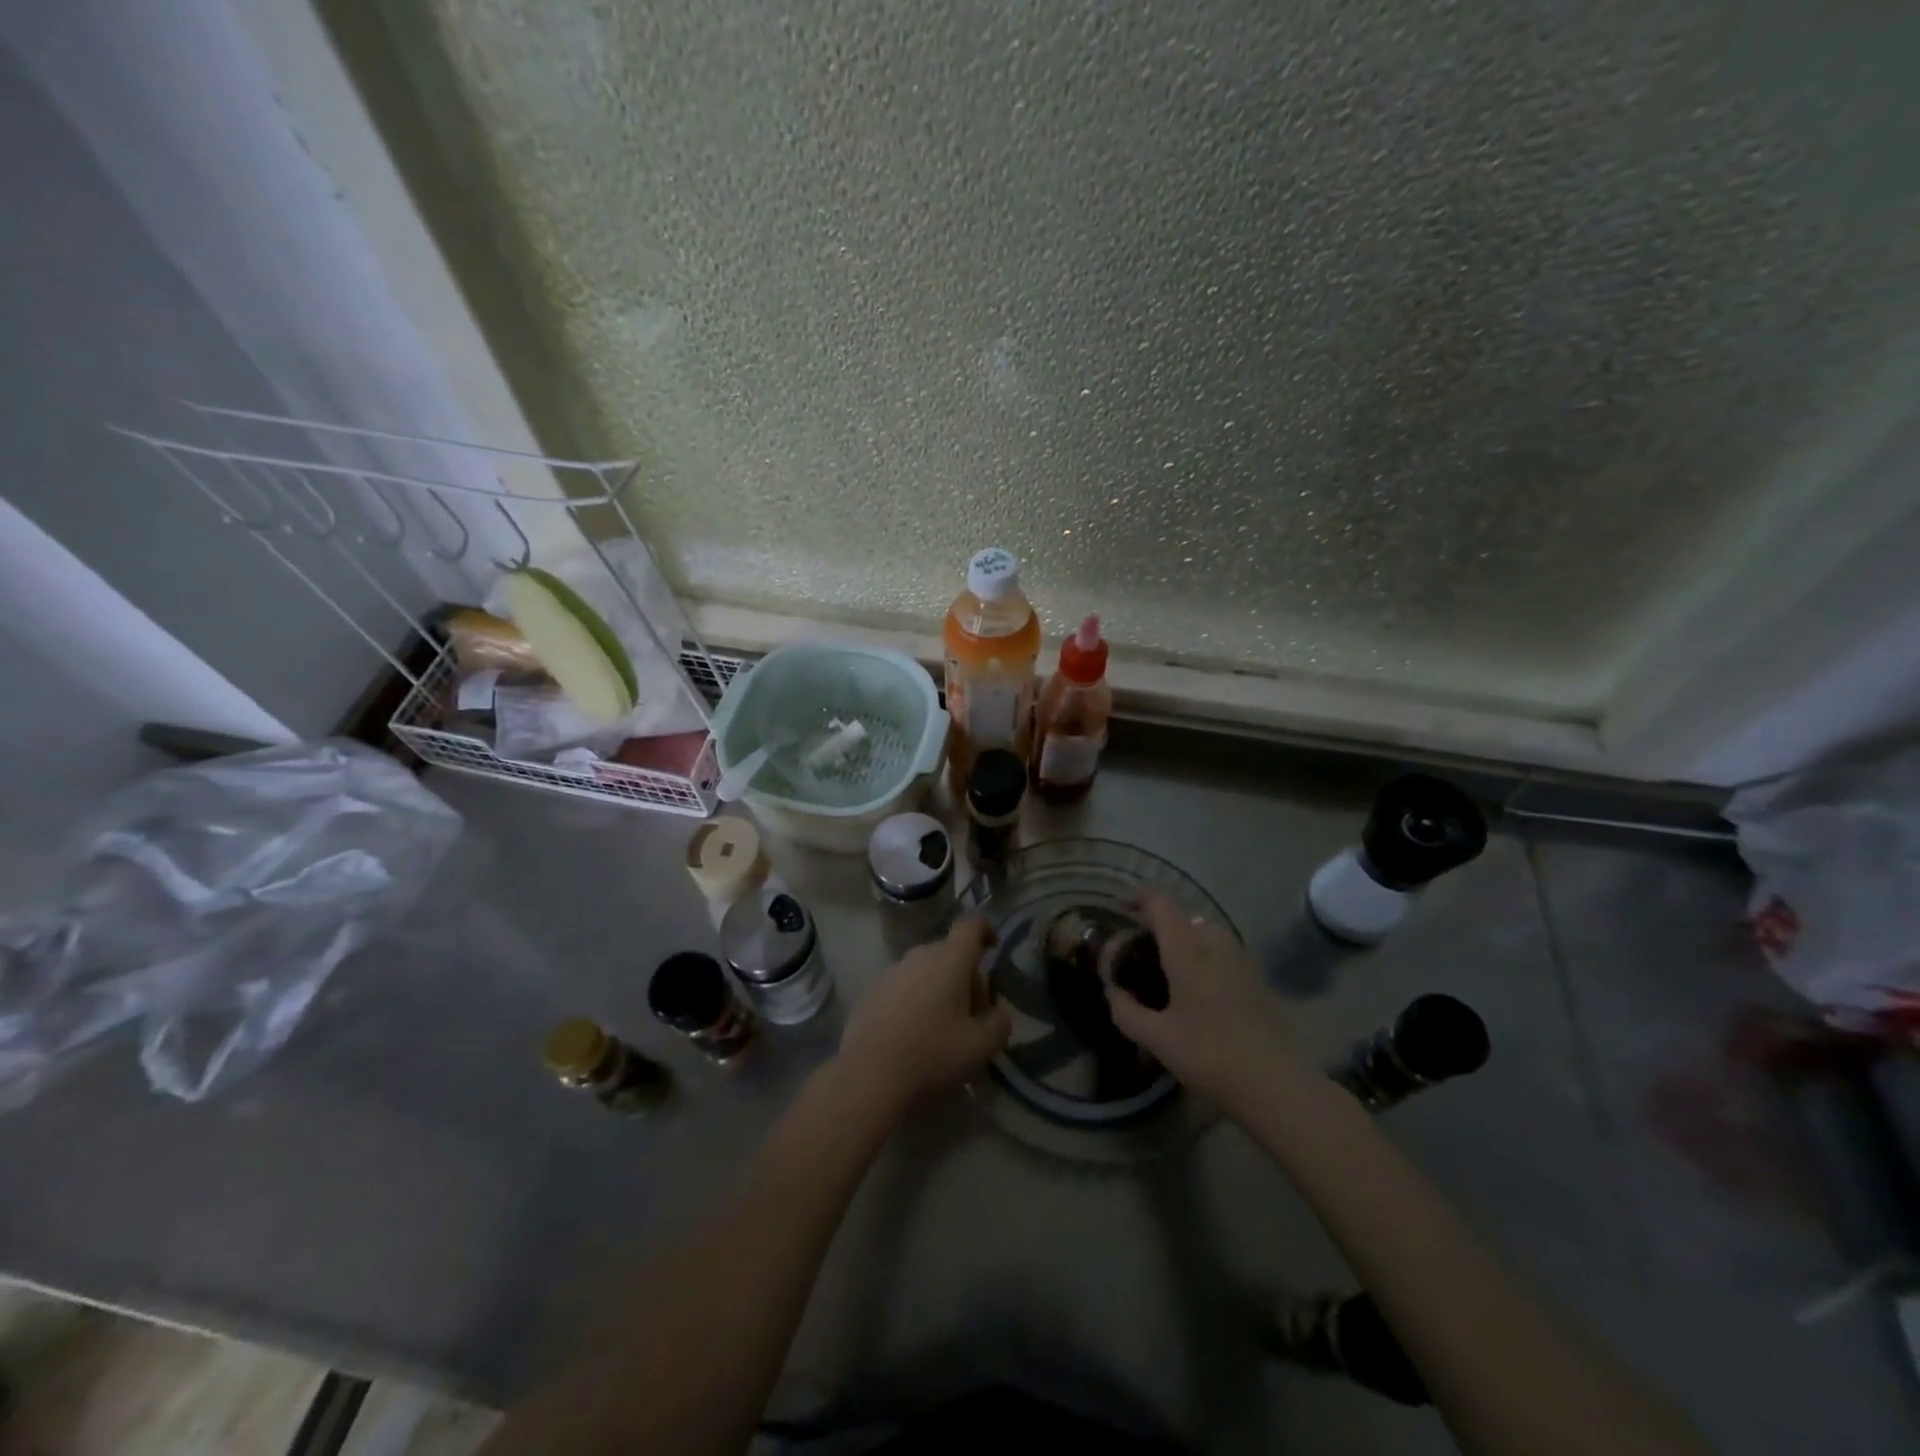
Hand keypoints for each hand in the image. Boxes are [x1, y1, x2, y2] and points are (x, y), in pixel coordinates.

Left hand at [838, 916, 1012, 1113]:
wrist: (869, 1076)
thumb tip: (998, 1011)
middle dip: (965, 975)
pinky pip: (901, 986)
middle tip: (972, 1012)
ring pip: (924, 970)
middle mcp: (919, 955)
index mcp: (949, 960)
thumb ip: (999, 1023)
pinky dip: (913, 1000)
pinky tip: (911, 1034)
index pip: (972, 924)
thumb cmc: (932, 1055)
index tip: (994, 950)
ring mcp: (890, 971)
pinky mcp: (870, 991)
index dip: (987, 930)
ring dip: (938, 988)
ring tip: (941, 1027)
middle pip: (949, 952)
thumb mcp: (981, 1047)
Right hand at [1104, 892, 1299, 1109]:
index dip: (1137, 898)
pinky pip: (1220, 950)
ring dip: (1181, 938)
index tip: (1119, 909)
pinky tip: (1195, 987)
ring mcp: (1240, 957)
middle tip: (1137, 948)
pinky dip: (1201, 954)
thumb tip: (1113, 992)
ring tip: (1164, 967)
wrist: (1276, 1082)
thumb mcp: (1157, 1038)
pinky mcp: (1255, 976)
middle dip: (1157, 923)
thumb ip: (1127, 1011)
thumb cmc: (1209, 1054)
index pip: (1159, 903)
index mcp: (1187, 948)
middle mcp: (1214, 942)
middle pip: (1182, 915)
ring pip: (1204, 932)